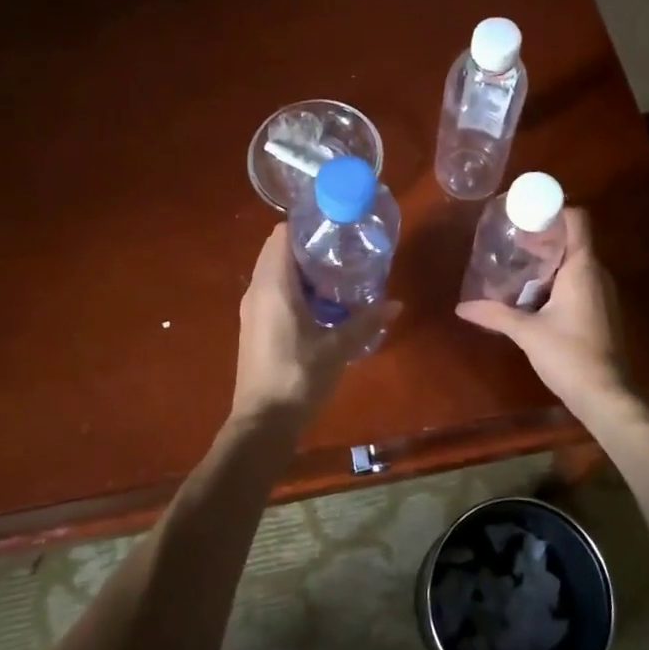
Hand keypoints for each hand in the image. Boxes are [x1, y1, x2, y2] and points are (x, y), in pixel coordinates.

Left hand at [232, 224, 397, 426]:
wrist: (263, 424)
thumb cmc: (298, 377)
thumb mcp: (338, 348)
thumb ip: (366, 322)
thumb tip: (396, 304)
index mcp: (273, 285)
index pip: (281, 234)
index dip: (306, 225)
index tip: (335, 227)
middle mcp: (256, 290)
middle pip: (278, 251)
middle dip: (308, 246)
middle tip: (343, 249)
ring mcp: (252, 310)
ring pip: (275, 273)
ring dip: (302, 270)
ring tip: (338, 274)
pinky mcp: (255, 327)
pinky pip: (273, 293)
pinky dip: (294, 289)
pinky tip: (322, 304)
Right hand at [456, 208, 632, 419]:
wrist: (606, 395)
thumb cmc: (569, 355)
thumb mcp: (526, 332)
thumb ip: (495, 314)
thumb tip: (462, 307)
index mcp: (582, 267)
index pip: (577, 219)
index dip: (554, 210)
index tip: (525, 215)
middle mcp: (597, 273)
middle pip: (573, 239)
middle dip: (543, 237)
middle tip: (511, 242)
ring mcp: (602, 293)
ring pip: (575, 263)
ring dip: (548, 262)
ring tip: (517, 268)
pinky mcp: (601, 311)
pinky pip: (579, 282)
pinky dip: (557, 280)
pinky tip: (533, 296)